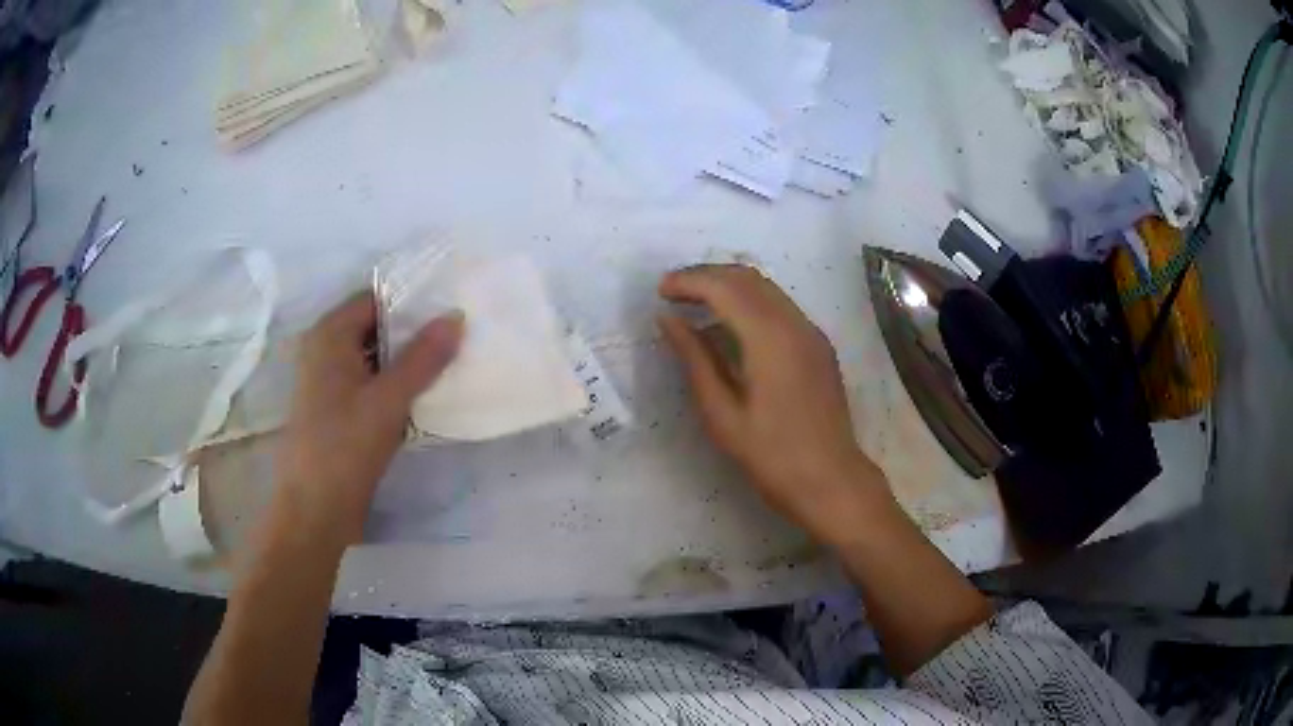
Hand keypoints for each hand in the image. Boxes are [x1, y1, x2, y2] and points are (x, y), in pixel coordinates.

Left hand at [271, 293, 463, 548]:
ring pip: (374, 356)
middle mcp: (325, 349)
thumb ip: (423, 357)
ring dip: (406, 359)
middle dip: (413, 331)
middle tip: (458, 334)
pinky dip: (394, 383)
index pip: (376, 298)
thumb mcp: (388, 399)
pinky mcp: (336, 408)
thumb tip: (455, 317)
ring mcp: (329, 380)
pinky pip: (370, 382)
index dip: (412, 299)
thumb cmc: (345, 446)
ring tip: (450, 360)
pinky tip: (424, 393)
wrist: (314, 509)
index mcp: (329, 334)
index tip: (450, 306)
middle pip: (375, 326)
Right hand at [658, 265, 887, 543]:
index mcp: (770, 338)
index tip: (660, 291)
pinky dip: (749, 302)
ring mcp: (811, 332)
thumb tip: (668, 320)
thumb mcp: (722, 414)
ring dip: (729, 285)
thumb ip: (695, 359)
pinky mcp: (818, 345)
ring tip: (695, 304)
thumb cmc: (771, 456)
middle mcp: (795, 323)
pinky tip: (730, 327)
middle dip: (707, 276)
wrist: (831, 481)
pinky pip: (780, 306)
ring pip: (766, 288)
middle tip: (673, 292)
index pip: (724, 287)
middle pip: (747, 277)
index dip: (689, 281)